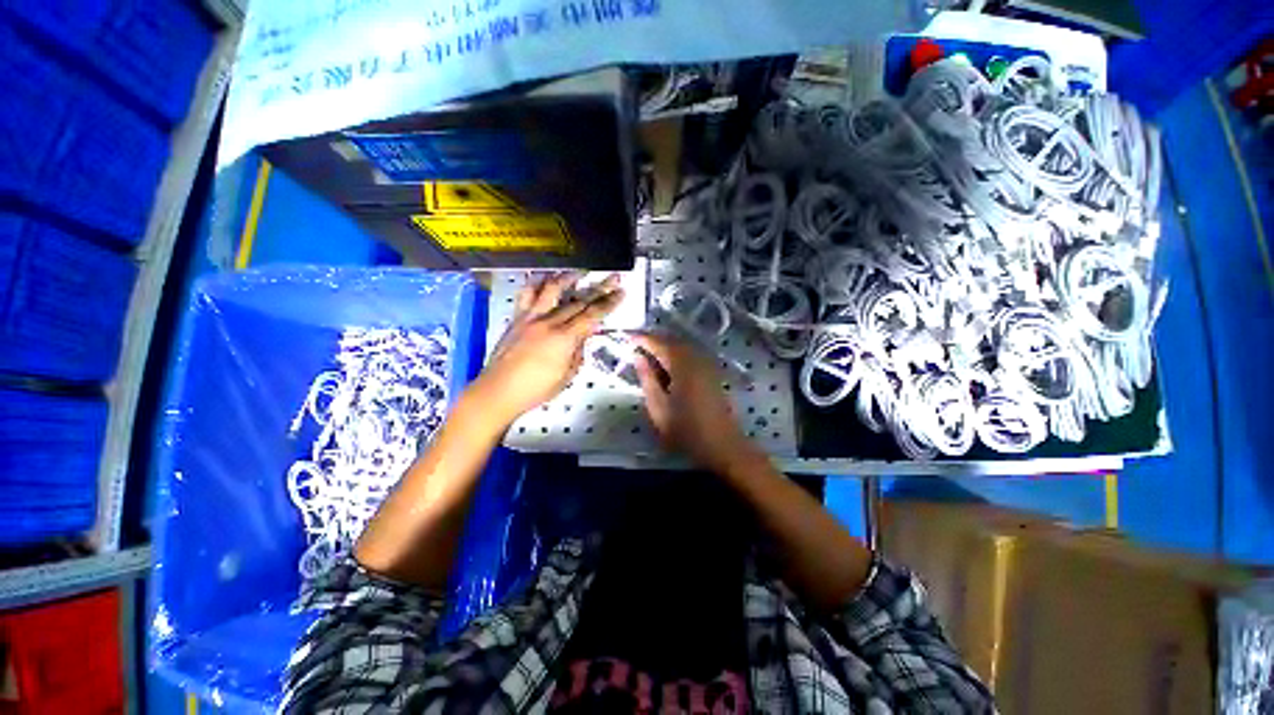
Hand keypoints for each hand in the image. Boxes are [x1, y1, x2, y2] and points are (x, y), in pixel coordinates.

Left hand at [474, 273, 621, 425]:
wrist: (499, 390)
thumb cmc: (536, 389)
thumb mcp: (567, 375)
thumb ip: (578, 352)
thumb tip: (584, 336)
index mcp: (564, 339)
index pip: (592, 315)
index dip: (609, 303)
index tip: (620, 292)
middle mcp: (549, 322)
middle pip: (578, 301)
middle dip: (599, 289)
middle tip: (612, 279)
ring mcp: (531, 317)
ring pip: (552, 289)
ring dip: (569, 278)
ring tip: (580, 273)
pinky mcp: (517, 318)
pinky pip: (526, 294)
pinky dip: (537, 283)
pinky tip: (545, 279)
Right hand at [633, 333, 758, 472]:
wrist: (722, 444)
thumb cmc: (686, 429)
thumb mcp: (658, 407)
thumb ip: (647, 378)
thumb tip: (638, 356)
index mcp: (681, 364)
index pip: (658, 342)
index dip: (641, 339)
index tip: (626, 339)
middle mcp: (696, 357)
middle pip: (672, 340)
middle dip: (653, 340)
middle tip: (636, 347)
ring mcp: (707, 363)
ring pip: (682, 345)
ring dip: (665, 346)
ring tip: (649, 356)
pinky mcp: (713, 371)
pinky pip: (691, 353)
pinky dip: (677, 354)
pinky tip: (669, 366)